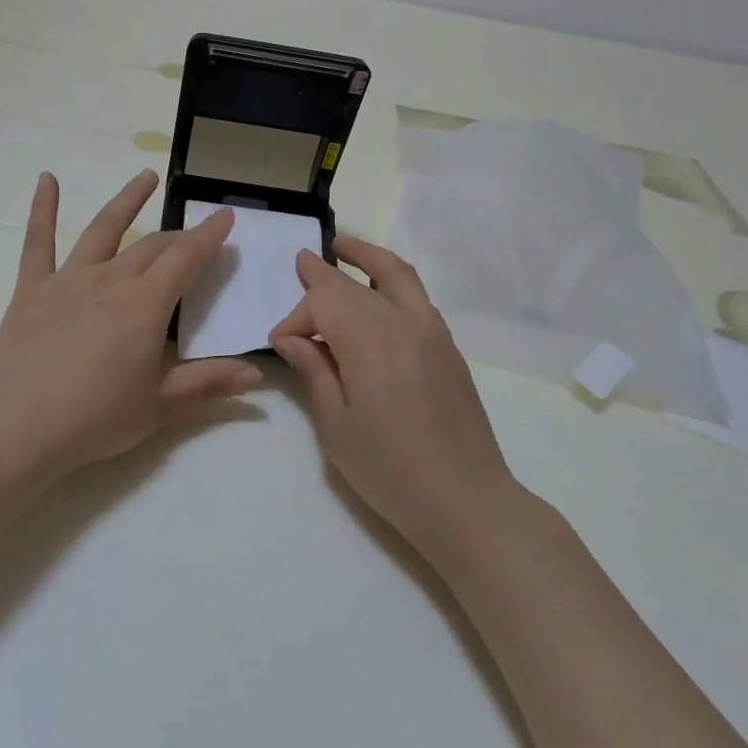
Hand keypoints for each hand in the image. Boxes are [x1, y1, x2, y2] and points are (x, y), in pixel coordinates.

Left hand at [0, 170, 261, 475]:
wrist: (17, 427)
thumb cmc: (95, 419)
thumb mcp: (160, 405)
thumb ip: (209, 383)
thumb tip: (257, 373)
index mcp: (146, 305)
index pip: (186, 259)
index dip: (209, 236)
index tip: (225, 216)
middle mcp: (111, 280)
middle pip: (152, 246)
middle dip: (180, 236)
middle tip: (196, 233)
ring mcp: (68, 280)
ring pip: (103, 229)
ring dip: (127, 200)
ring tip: (145, 177)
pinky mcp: (32, 289)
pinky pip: (39, 241)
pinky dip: (43, 208)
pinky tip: (46, 179)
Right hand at [270, 237, 518, 570]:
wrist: (465, 500)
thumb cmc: (389, 469)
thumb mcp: (335, 425)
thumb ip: (314, 371)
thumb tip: (292, 337)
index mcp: (370, 340)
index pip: (323, 302)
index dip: (296, 317)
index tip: (282, 345)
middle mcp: (404, 322)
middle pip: (355, 284)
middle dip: (323, 275)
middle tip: (301, 260)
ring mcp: (433, 331)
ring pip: (397, 275)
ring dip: (367, 257)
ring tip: (343, 247)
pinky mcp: (449, 347)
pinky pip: (416, 297)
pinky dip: (392, 281)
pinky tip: (377, 295)